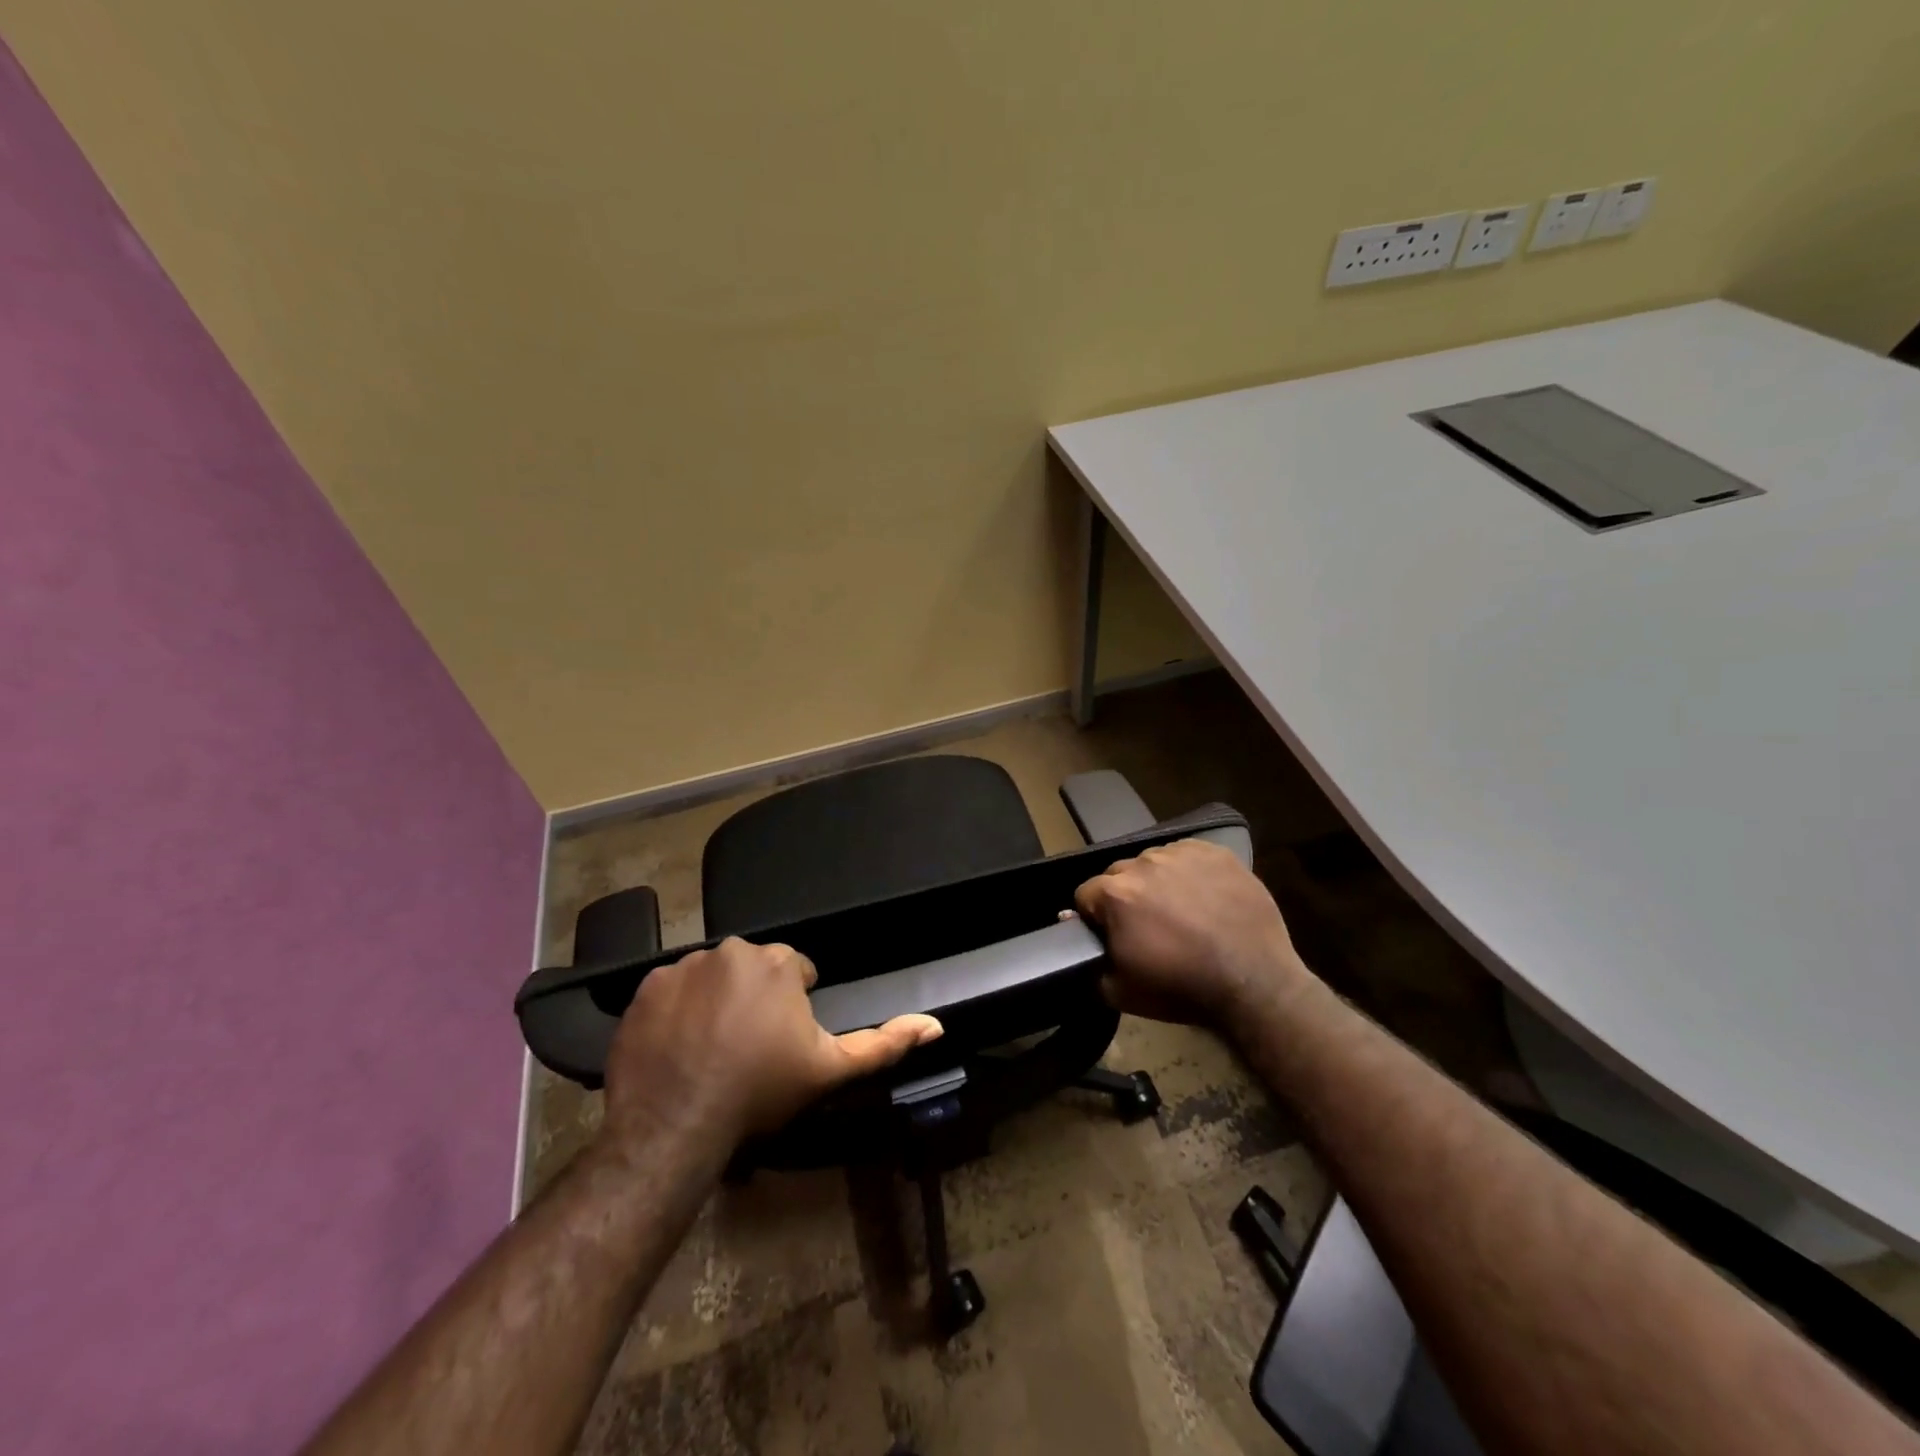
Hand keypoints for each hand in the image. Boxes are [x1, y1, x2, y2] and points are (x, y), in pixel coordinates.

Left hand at [600, 937, 942, 1153]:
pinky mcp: (647, 986)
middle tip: (748, 1048)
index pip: (797, 972)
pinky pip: (673, 989)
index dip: (794, 1008)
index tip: (782, 1044)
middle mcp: (732, 950)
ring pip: (714, 976)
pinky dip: (679, 1009)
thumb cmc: (760, 1092)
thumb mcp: (830, 1070)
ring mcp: (685, 965)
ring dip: (718, 1000)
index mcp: (779, 962)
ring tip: (711, 1048)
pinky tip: (679, 1045)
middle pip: (754, 970)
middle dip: (757, 999)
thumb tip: (936, 1025)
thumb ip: (884, 1044)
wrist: (675, 1124)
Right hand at [1074, 839, 1309, 1026]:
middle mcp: (1144, 863)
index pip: (1086, 894)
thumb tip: (1077, 936)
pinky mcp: (1216, 853)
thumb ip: (1091, 963)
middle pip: (1119, 874)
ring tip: (1179, 911)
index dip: (1094, 917)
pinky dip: (1189, 872)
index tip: (1113, 935)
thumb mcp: (1120, 992)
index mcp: (1116, 894)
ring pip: (1154, 862)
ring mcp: (1182, 854)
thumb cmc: (1182, 988)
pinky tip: (1204, 897)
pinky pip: (1188, 855)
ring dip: (1157, 881)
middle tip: (1148, 926)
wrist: (1254, 983)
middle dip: (1125, 896)